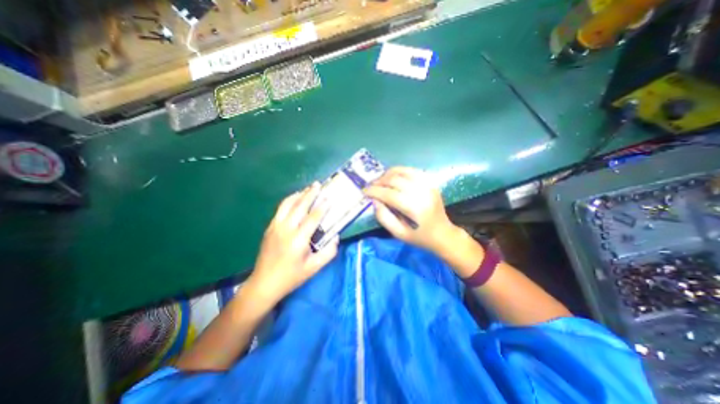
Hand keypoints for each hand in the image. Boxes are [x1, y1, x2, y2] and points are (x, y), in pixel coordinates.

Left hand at [247, 182, 339, 305]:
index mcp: (298, 240)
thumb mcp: (314, 268)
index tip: (329, 198)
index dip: (322, 207)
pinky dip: (289, 201)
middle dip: (310, 194)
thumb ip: (328, 253)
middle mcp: (286, 229)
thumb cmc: (291, 277)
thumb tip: (336, 237)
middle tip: (318, 184)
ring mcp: (275, 227)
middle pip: (299, 206)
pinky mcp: (270, 228)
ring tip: (307, 189)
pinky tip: (295, 200)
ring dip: (298, 195)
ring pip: (287, 204)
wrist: (264, 283)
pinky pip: (280, 209)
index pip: (313, 218)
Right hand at [362, 167, 457, 252]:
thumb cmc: (420, 237)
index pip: (389, 194)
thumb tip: (374, 201)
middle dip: (379, 181)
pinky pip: (412, 170)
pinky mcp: (431, 182)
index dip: (374, 191)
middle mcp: (422, 193)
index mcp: (414, 208)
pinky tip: (393, 177)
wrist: (443, 234)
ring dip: (388, 174)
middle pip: (394, 179)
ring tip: (380, 181)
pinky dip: (400, 171)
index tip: (364, 191)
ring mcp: (428, 185)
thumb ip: (384, 217)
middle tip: (371, 187)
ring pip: (403, 171)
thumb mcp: (399, 234)